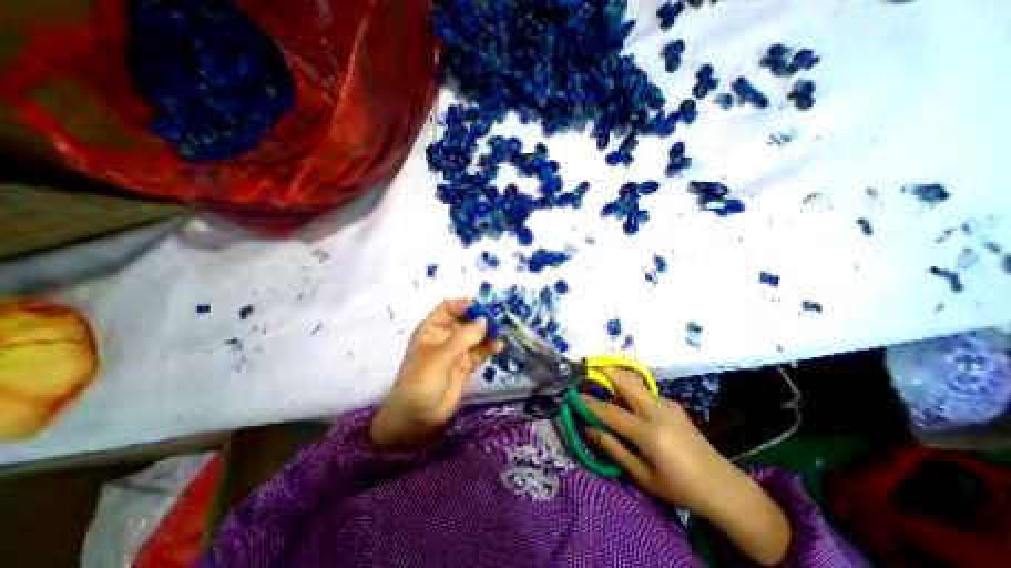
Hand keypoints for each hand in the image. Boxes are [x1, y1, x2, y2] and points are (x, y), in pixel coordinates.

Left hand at [371, 298, 502, 450]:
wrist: (416, 421)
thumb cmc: (420, 383)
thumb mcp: (440, 357)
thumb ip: (464, 337)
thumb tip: (486, 320)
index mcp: (431, 328)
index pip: (450, 308)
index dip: (466, 306)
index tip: (483, 310)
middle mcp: (444, 336)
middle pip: (465, 320)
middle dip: (481, 319)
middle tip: (498, 323)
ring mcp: (456, 351)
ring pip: (475, 335)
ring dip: (487, 334)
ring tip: (499, 337)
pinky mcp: (465, 365)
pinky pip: (479, 351)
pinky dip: (489, 347)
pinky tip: (497, 347)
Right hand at [581, 366, 739, 511]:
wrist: (721, 484)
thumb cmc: (678, 486)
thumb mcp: (641, 475)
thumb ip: (613, 448)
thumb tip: (588, 428)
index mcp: (649, 433)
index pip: (610, 411)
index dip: (589, 403)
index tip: (574, 396)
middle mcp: (656, 410)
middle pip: (624, 379)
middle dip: (603, 370)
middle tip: (586, 370)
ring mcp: (666, 402)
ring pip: (633, 381)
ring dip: (615, 378)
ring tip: (600, 384)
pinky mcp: (671, 402)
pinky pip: (642, 390)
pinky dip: (627, 389)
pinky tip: (624, 401)